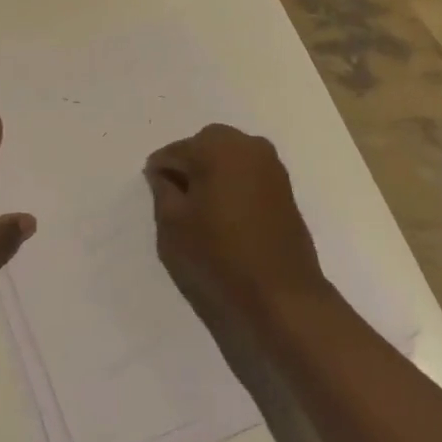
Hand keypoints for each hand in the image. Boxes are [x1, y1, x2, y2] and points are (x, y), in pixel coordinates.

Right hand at [145, 124, 329, 325]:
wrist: (282, 296)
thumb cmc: (219, 257)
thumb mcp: (173, 226)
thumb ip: (162, 191)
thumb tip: (163, 174)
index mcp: (216, 147)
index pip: (174, 151)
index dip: (160, 174)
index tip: (157, 199)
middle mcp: (247, 145)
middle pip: (204, 145)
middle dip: (189, 166)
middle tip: (178, 203)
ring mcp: (271, 164)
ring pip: (229, 156)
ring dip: (213, 174)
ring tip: (203, 211)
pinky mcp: (284, 186)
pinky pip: (248, 172)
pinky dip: (233, 184)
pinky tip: (226, 214)